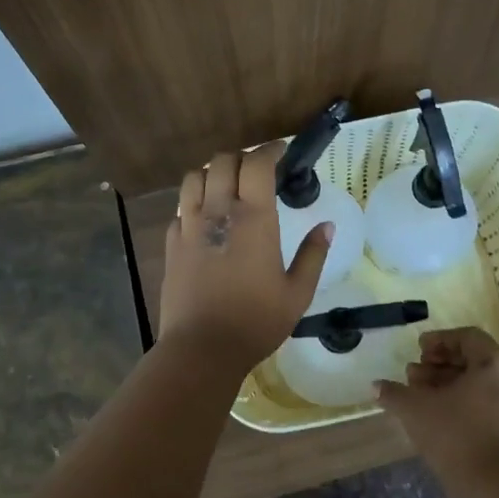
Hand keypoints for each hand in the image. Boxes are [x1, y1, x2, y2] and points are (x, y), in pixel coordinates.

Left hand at [158, 143, 331, 376]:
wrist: (202, 348)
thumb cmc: (256, 321)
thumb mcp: (297, 292)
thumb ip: (313, 254)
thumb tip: (327, 225)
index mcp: (254, 219)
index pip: (257, 164)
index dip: (270, 150)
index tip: (281, 150)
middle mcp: (218, 212)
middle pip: (222, 161)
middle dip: (241, 157)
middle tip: (256, 170)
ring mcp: (189, 227)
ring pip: (194, 178)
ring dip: (213, 173)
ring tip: (227, 186)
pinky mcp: (171, 244)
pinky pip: (180, 209)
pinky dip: (194, 203)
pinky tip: (205, 219)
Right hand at [376, 328, 498, 487]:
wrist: (492, 488)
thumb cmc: (455, 435)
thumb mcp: (416, 410)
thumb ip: (394, 393)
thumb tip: (375, 385)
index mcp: (496, 363)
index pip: (468, 337)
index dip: (439, 340)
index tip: (418, 350)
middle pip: (474, 360)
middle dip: (440, 364)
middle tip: (414, 374)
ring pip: (480, 384)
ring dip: (448, 385)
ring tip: (420, 395)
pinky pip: (488, 404)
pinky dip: (463, 403)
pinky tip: (437, 416)